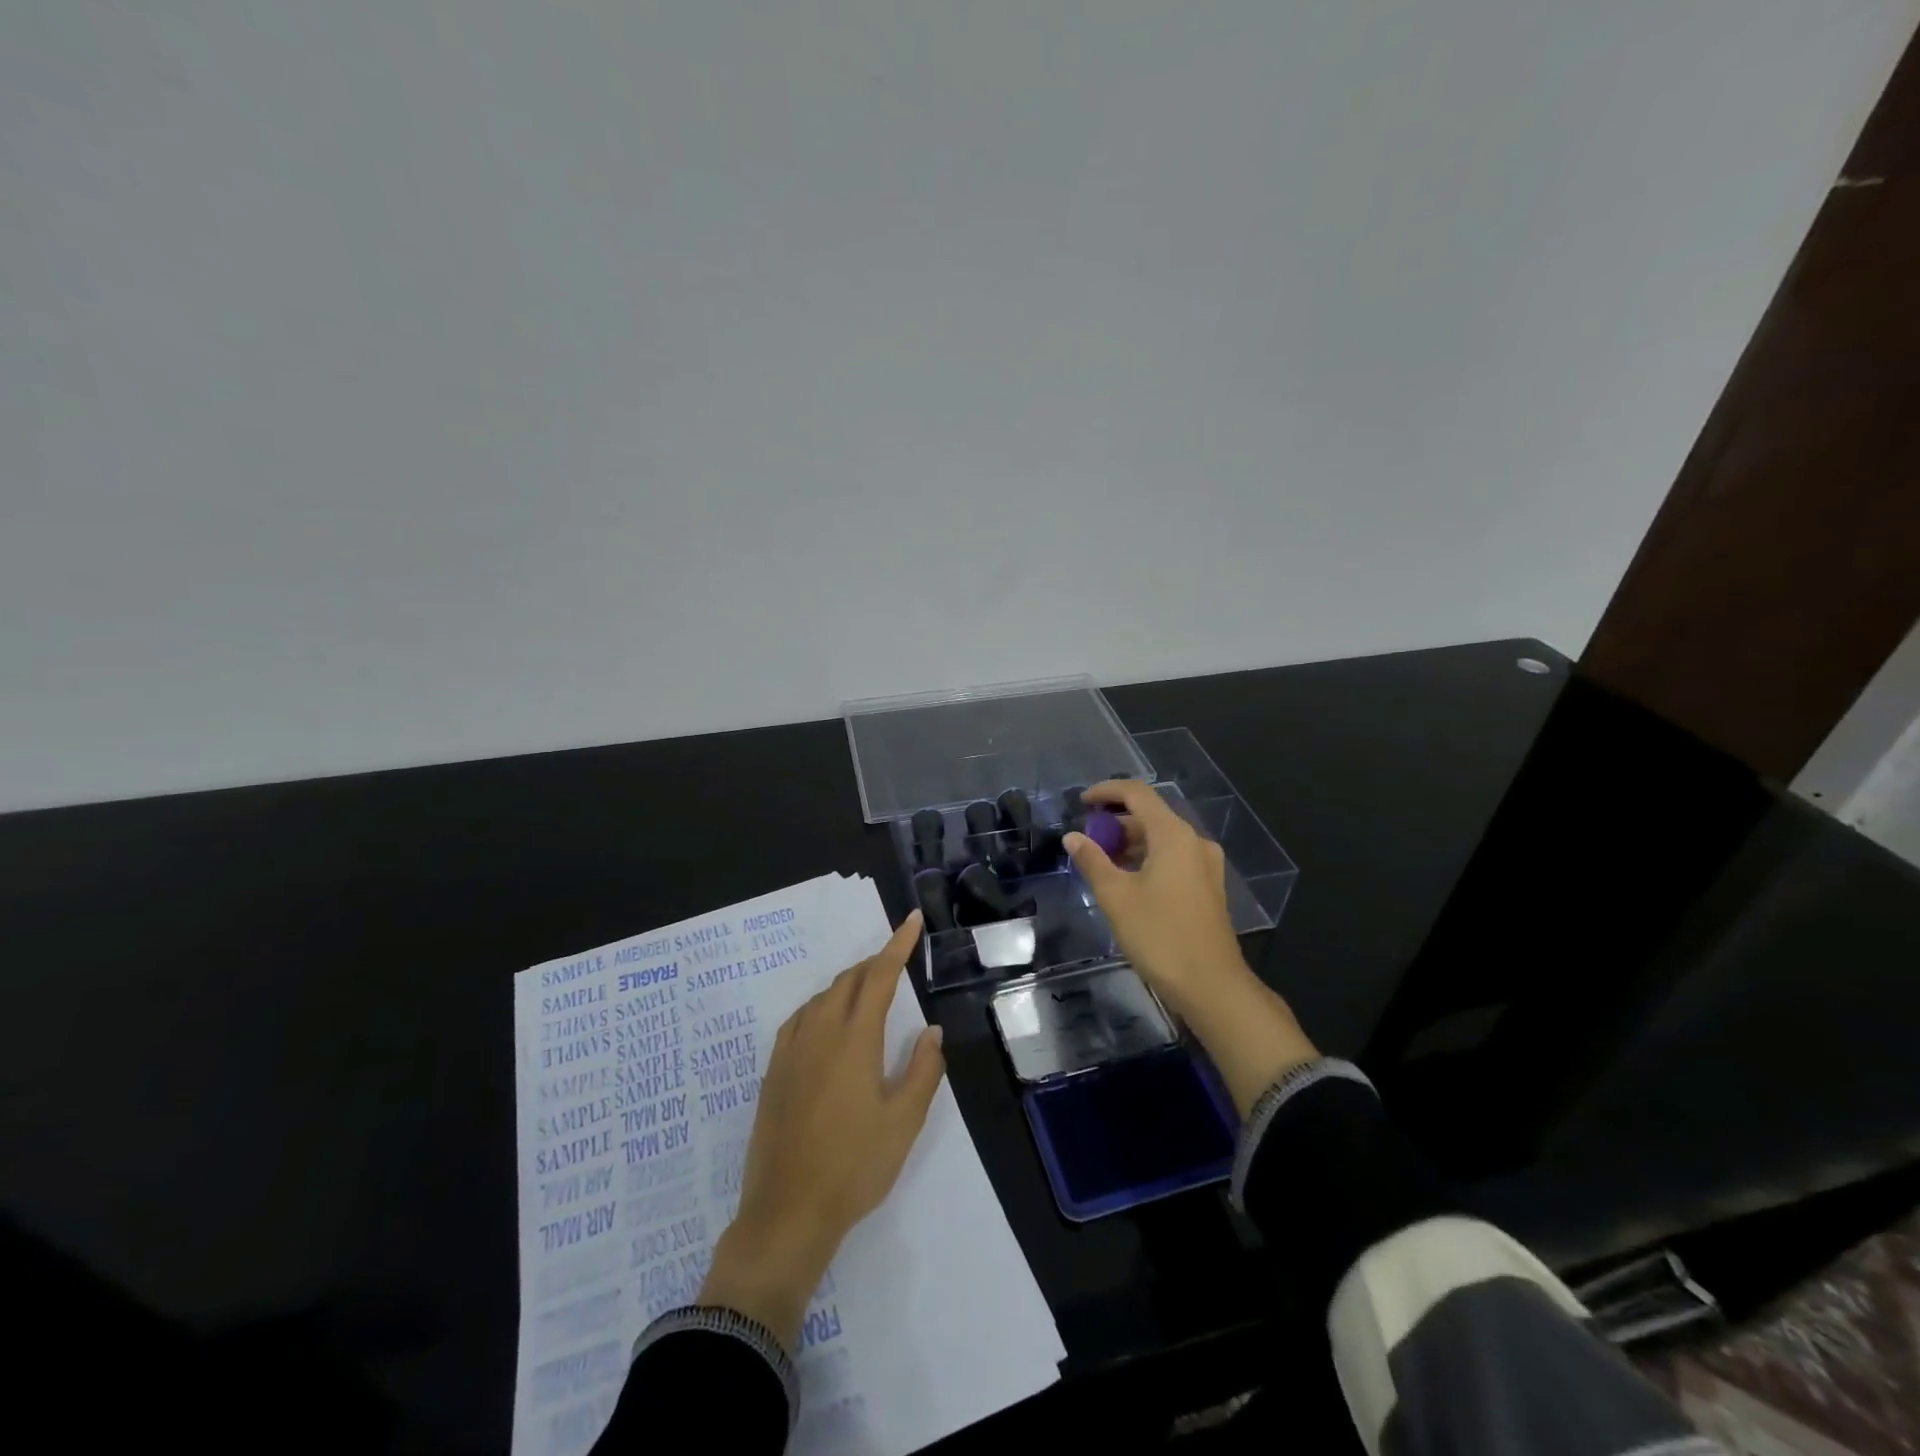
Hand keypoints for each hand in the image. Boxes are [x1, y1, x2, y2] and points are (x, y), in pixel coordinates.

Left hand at [699, 911, 945, 1347]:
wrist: (787, 1212)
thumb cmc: (854, 1166)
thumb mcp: (903, 1122)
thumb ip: (922, 1070)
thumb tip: (931, 1031)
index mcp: (854, 1039)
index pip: (879, 976)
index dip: (898, 945)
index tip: (910, 919)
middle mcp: (819, 1032)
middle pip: (848, 981)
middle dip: (874, 964)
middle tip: (897, 964)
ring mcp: (791, 1050)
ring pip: (822, 997)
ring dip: (848, 986)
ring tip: (868, 994)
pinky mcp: (774, 1070)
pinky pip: (800, 1018)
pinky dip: (821, 1006)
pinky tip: (827, 1024)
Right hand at [1066, 781, 1317, 1114]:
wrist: (1212, 986)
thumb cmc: (1160, 936)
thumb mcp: (1117, 897)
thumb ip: (1093, 861)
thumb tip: (1073, 837)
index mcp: (1174, 835)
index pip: (1138, 794)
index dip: (1107, 791)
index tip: (1081, 802)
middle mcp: (1194, 842)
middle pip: (1151, 815)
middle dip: (1116, 822)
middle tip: (1086, 839)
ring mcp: (1205, 865)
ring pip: (1162, 838)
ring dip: (1130, 842)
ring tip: (1101, 861)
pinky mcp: (1207, 887)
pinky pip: (1173, 858)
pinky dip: (1147, 858)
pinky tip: (1127, 880)